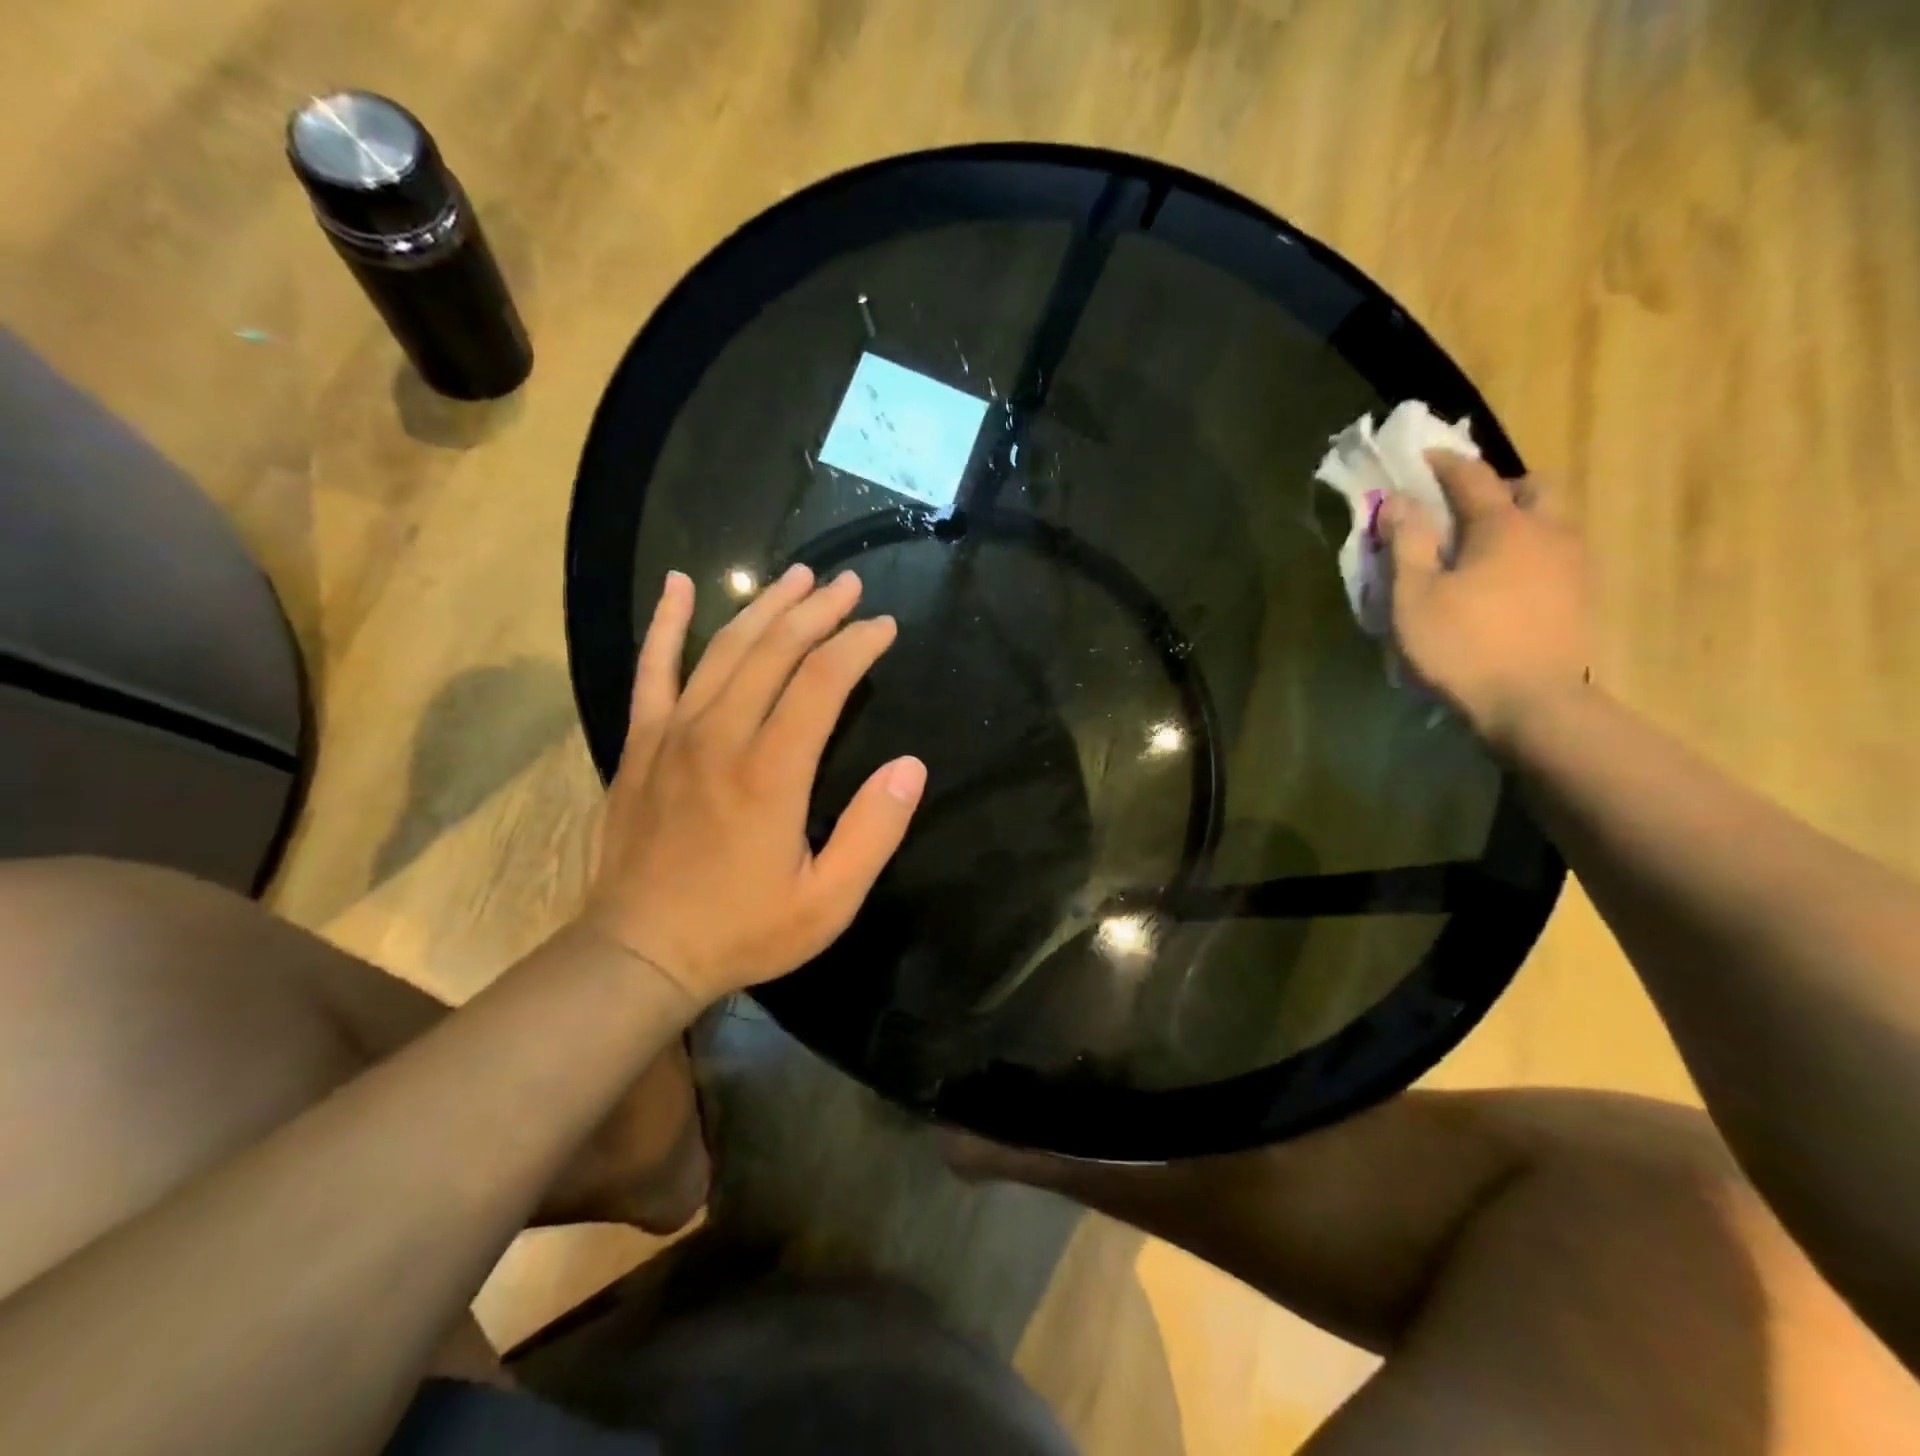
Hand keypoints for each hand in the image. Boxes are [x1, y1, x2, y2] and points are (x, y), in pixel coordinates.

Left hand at [581, 565, 926, 1005]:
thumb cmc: (742, 930)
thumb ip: (873, 832)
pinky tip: (678, 585)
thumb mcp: (828, 902)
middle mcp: (721, 735)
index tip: (884, 626)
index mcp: (771, 771)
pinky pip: (651, 669)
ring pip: (723, 648)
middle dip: (818, 610)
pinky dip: (666, 624)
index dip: (858, 645)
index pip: (823, 680)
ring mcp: (673, 733)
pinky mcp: (641, 743)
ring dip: (764, 606)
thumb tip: (910, 766)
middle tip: (850, 584)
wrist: (638, 953)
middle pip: (775, 649)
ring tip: (796, 575)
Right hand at [1378, 451, 1593, 753]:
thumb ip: (1408, 544)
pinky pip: (1558, 551)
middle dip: (1498, 486)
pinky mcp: (1582, 594)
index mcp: (1503, 526)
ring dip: (1519, 518)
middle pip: (1533, 487)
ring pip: (1552, 519)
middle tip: (1463, 508)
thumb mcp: (1415, 597)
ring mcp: (1574, 563)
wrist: (1532, 703)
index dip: (1446, 464)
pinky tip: (1507, 580)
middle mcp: (1549, 531)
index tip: (1424, 457)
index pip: (1473, 477)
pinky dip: (1531, 549)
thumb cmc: (1462, 645)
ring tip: (1483, 547)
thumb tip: (1401, 502)